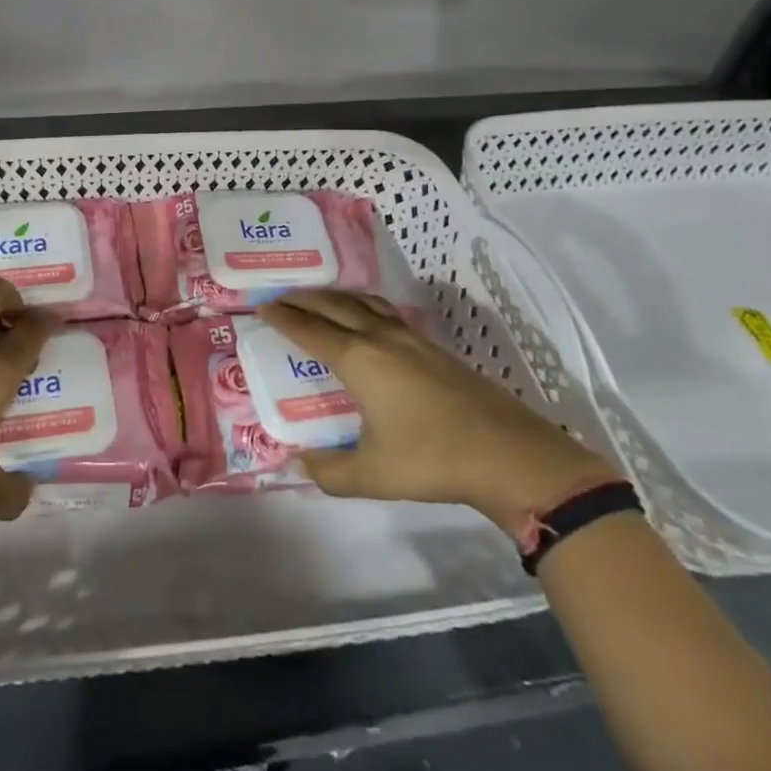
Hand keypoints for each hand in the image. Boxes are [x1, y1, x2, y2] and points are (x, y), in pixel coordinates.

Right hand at [258, 289, 613, 528]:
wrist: (508, 454)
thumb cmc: (432, 459)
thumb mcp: (373, 474)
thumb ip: (330, 471)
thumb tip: (299, 464)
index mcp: (358, 359)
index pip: (310, 330)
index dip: (283, 318)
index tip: (261, 307)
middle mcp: (379, 337)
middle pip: (334, 306)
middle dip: (303, 299)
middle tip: (280, 297)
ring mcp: (410, 338)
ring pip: (363, 302)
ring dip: (335, 296)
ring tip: (319, 299)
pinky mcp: (433, 346)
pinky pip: (385, 311)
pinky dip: (362, 305)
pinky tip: (367, 318)